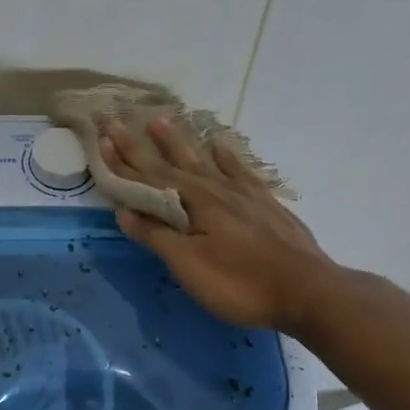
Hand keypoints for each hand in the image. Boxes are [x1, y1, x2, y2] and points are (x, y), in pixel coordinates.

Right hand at [99, 116, 332, 331]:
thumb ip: (156, 235)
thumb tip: (124, 209)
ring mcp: (242, 193)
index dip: (121, 160)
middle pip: (169, 163)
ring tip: (158, 120)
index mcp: (192, 203)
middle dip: (139, 144)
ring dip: (177, 141)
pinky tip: (218, 144)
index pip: (147, 177)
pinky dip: (225, 155)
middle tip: (116, 120)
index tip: (100, 136)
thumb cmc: (240, 283)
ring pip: (202, 159)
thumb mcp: (189, 265)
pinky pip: (239, 169)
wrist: (308, 290)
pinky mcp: (264, 202)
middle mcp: (213, 189)